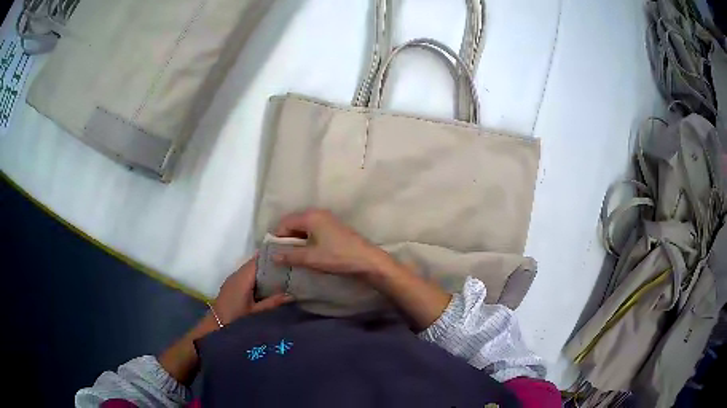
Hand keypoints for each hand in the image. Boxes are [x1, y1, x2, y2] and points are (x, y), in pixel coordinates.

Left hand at [213, 255, 291, 323]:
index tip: (286, 256)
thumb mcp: (257, 312)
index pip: (257, 260)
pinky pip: (246, 275)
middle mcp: (237, 275)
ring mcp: (233, 279)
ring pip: (250, 269)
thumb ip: (273, 302)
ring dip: (263, 270)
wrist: (216, 325)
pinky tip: (267, 283)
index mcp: (243, 278)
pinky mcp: (232, 285)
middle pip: (254, 263)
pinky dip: (256, 276)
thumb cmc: (236, 318)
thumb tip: (292, 295)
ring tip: (281, 273)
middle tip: (287, 265)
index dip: (270, 257)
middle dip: (269, 264)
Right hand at [273, 209, 397, 279]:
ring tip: (294, 257)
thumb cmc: (338, 257)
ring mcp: (327, 220)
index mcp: (310, 216)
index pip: (285, 223)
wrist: (367, 260)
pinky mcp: (334, 228)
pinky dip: (307, 241)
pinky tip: (308, 254)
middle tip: (283, 256)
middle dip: (287, 239)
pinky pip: (314, 231)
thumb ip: (290, 256)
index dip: (277, 237)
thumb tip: (273, 256)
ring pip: (304, 228)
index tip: (275, 253)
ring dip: (297, 241)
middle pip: (294, 223)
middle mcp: (318, 213)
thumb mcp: (311, 258)